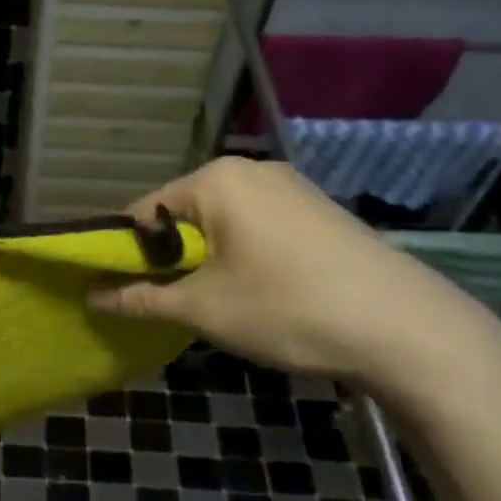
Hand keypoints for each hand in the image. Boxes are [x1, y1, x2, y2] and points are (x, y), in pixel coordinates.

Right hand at [88, 158, 497, 383]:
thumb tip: (92, 297)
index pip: (143, 211)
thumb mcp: (203, 309)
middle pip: (183, 214)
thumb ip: (140, 298)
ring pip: (221, 222)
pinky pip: (257, 226)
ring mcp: (291, 187)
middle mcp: (252, 170)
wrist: (407, 329)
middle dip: (170, 257)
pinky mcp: (319, 210)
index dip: (125, 252)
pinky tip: (261, 293)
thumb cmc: (288, 308)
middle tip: (174, 303)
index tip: (122, 291)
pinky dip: (243, 255)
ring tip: (219, 303)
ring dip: (206, 259)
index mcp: (215, 180)